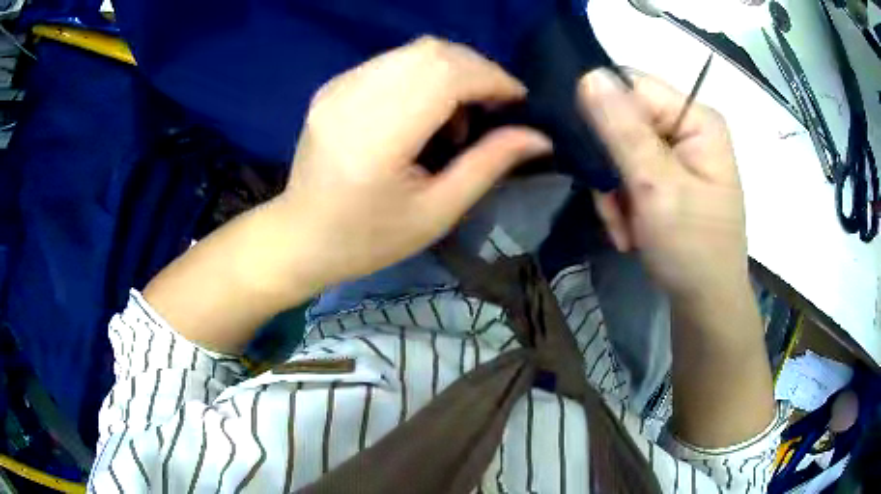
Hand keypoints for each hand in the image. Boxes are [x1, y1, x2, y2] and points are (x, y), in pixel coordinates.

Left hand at [280, 37, 551, 285]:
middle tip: (492, 107)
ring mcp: (337, 87)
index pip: (446, 74)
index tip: (517, 100)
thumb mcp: (437, 212)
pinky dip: (423, 74)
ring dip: (451, 71)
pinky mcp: (332, 86)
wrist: (301, 236)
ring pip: (413, 51)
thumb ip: (488, 165)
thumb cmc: (369, 239)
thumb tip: (540, 137)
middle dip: (477, 70)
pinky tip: (424, 110)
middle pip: (431, 52)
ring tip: (457, 116)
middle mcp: (352, 98)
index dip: (491, 78)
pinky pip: (392, 61)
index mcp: (377, 137)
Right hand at [579, 69, 747, 300]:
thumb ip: (622, 131)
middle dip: (610, 166)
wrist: (705, 304)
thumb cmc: (692, 247)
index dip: (604, 114)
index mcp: (696, 119)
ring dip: (613, 192)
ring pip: (619, 151)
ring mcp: (677, 155)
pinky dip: (621, 204)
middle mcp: (688, 128)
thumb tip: (588, 74)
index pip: (633, 87)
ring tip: (624, 227)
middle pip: (623, 120)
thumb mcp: (656, 187)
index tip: (589, 153)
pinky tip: (629, 231)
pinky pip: (628, 175)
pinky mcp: (667, 177)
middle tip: (612, 204)